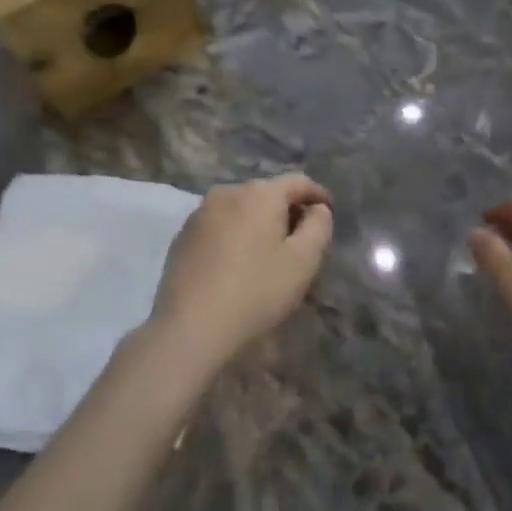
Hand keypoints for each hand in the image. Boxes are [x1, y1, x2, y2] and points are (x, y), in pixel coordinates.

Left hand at [147, 173, 333, 367]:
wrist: (191, 328)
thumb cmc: (257, 291)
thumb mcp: (304, 260)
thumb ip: (319, 225)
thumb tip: (317, 209)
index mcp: (259, 193)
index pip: (298, 182)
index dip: (318, 196)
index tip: (329, 214)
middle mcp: (227, 192)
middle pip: (268, 194)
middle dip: (288, 212)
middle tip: (301, 243)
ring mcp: (199, 213)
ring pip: (242, 210)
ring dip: (260, 225)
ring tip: (269, 255)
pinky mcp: (182, 236)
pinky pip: (220, 226)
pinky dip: (236, 236)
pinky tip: (238, 264)